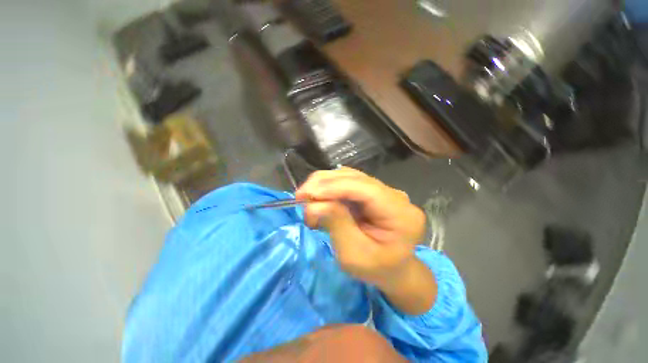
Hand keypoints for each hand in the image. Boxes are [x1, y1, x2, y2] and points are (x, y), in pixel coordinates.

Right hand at [295, 167, 426, 286]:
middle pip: (356, 178)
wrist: (393, 269)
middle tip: (300, 196)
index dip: (335, 187)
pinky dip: (330, 188)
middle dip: (325, 184)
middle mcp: (395, 196)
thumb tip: (313, 205)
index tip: (307, 194)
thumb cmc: (376, 269)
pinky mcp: (373, 191)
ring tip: (307, 199)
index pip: (366, 189)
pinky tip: (319, 198)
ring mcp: (384, 191)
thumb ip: (336, 225)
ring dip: (325, 184)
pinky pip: (349, 182)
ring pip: (350, 176)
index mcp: (401, 214)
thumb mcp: (354, 254)